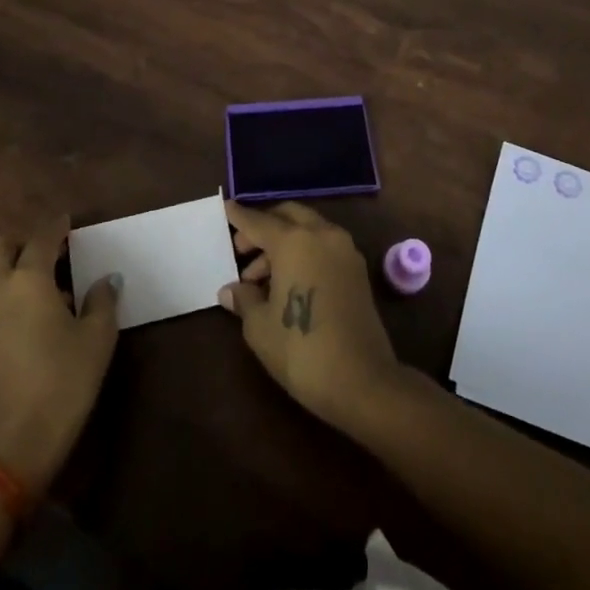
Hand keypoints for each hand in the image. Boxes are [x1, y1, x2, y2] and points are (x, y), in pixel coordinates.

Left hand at [0, 217, 119, 495]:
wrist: (9, 450)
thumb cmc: (62, 384)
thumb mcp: (96, 340)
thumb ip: (102, 301)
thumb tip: (105, 280)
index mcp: (27, 279)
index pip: (41, 238)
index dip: (57, 227)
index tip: (69, 223)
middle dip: (21, 243)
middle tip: (49, 253)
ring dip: (9, 272)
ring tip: (41, 290)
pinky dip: (2, 299)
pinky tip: (25, 321)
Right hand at [218, 199, 404, 434]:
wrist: (363, 381)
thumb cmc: (302, 350)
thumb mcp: (260, 327)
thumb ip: (244, 299)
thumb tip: (231, 290)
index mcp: (294, 241)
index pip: (259, 221)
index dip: (239, 216)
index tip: (226, 207)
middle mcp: (322, 235)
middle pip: (288, 216)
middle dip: (264, 227)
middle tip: (242, 250)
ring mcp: (344, 250)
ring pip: (308, 230)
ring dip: (283, 243)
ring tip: (259, 280)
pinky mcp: (357, 270)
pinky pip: (323, 246)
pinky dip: (303, 252)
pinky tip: (287, 283)